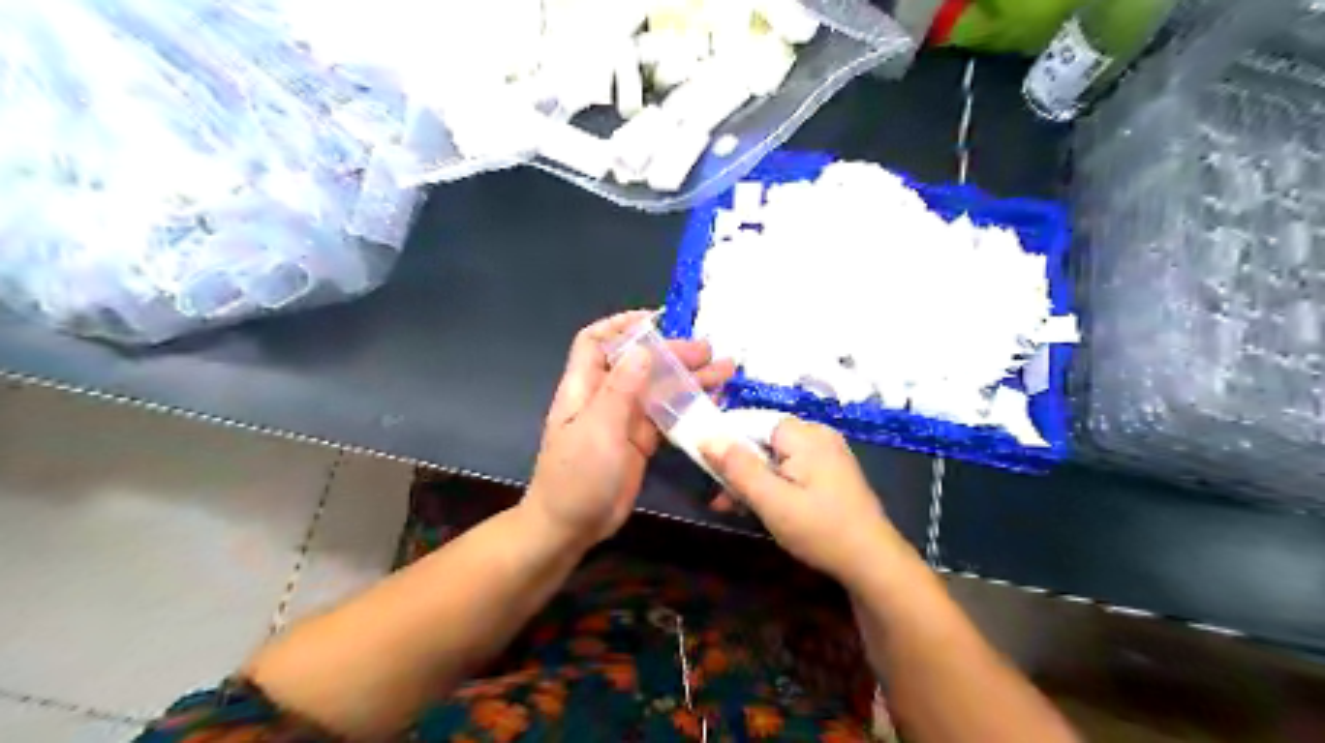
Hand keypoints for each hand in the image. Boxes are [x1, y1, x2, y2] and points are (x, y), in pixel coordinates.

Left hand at [525, 311, 733, 548]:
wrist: (570, 527)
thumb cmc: (577, 477)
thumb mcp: (598, 430)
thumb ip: (621, 390)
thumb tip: (642, 349)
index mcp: (584, 387)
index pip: (596, 341)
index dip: (621, 324)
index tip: (657, 319)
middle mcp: (604, 397)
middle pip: (638, 363)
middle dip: (671, 352)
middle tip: (708, 351)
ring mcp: (624, 420)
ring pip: (657, 388)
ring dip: (687, 377)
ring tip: (723, 371)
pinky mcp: (640, 441)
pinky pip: (666, 415)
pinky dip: (687, 405)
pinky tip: (711, 401)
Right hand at [703, 418, 910, 587]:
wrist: (873, 563)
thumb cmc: (820, 530)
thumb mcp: (771, 501)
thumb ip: (738, 467)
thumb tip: (706, 436)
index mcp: (806, 435)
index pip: (753, 421)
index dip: (727, 441)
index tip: (708, 468)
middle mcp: (818, 435)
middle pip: (763, 440)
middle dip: (739, 467)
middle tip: (720, 499)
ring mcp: (827, 454)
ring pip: (775, 457)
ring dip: (752, 480)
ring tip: (732, 508)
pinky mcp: (830, 473)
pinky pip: (791, 469)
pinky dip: (773, 485)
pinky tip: (760, 508)